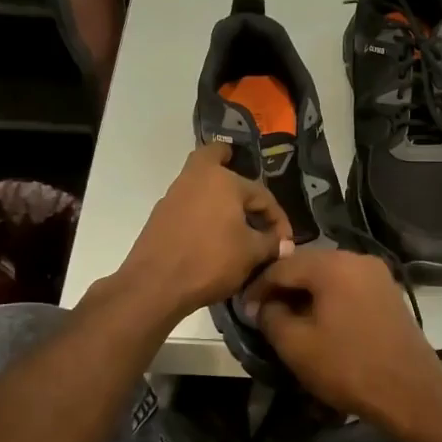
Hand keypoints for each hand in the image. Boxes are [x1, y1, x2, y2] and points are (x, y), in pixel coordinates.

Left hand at [113, 144, 293, 321]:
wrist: (155, 284)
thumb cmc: (210, 261)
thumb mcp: (250, 254)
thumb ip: (271, 244)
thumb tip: (285, 244)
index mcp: (223, 180)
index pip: (262, 195)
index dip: (278, 219)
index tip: (285, 242)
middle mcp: (195, 178)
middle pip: (212, 157)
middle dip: (227, 159)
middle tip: (239, 167)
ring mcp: (173, 196)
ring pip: (198, 182)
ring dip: (216, 192)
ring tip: (234, 215)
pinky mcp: (160, 216)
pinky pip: (188, 202)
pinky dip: (202, 208)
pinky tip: (212, 230)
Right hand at [242, 250, 441, 435]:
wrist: (410, 392)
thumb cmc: (348, 367)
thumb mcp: (296, 345)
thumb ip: (270, 316)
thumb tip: (263, 304)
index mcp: (333, 265)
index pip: (282, 266)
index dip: (257, 287)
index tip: (242, 310)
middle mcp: (357, 258)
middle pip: (307, 265)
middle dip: (282, 287)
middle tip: (262, 312)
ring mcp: (378, 274)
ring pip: (329, 275)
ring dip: (305, 293)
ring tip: (288, 318)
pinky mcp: (389, 292)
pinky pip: (348, 286)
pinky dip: (329, 298)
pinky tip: (319, 321)